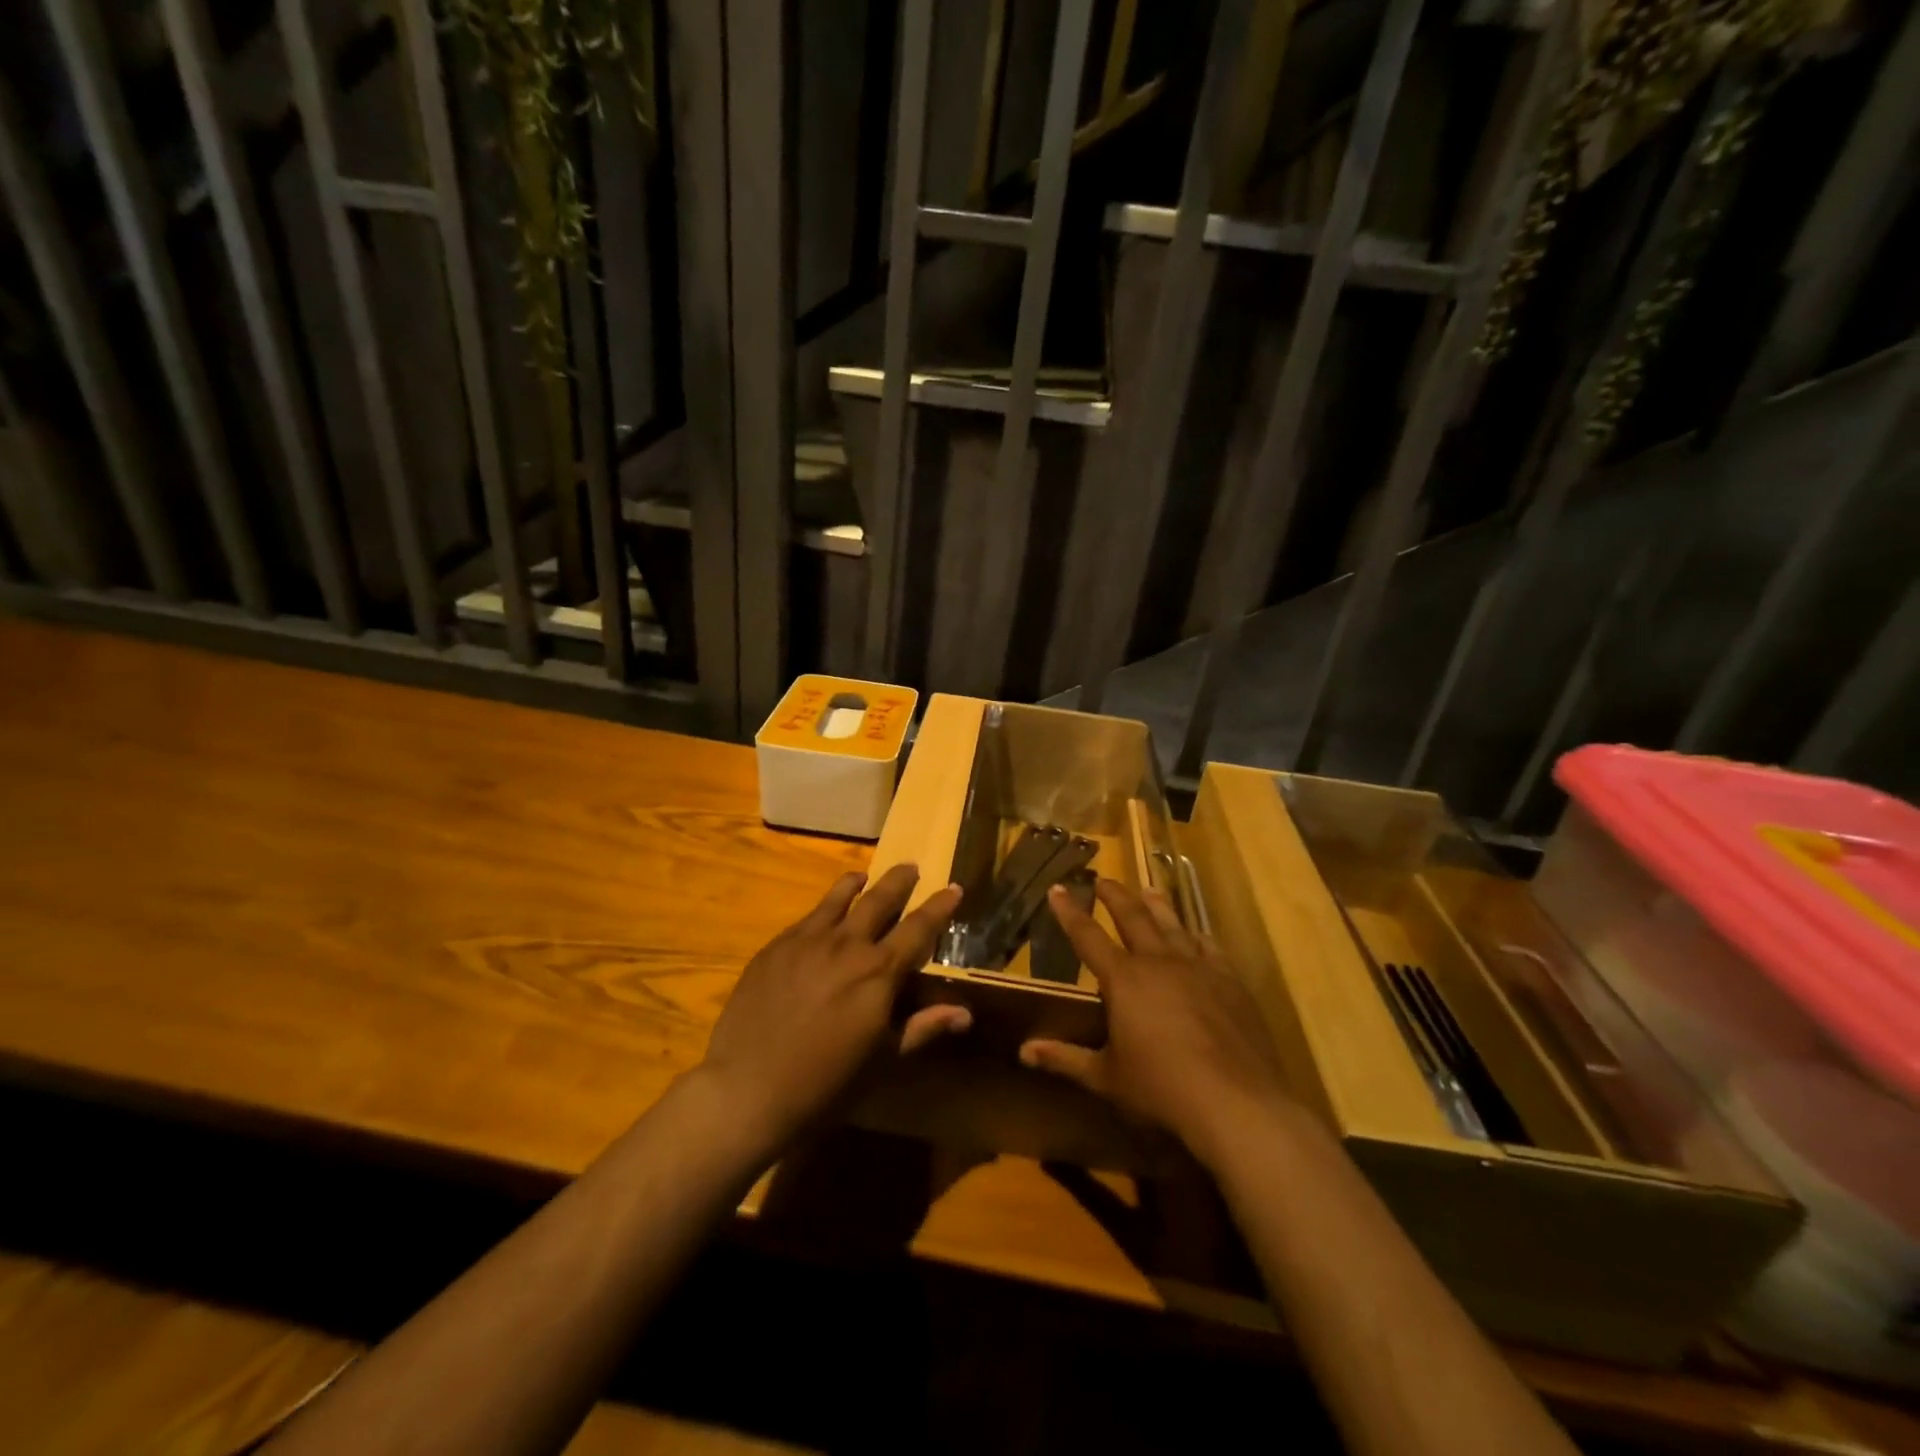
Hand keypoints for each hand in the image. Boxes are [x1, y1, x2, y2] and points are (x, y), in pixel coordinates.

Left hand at [697, 865, 966, 1154]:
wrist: (748, 1089)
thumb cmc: (825, 1083)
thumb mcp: (883, 1059)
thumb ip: (923, 1027)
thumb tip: (965, 1013)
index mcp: (879, 972)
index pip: (919, 928)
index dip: (939, 907)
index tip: (954, 888)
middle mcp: (846, 944)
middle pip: (879, 900)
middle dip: (900, 881)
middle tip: (911, 866)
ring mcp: (806, 941)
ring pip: (838, 898)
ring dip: (856, 883)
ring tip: (863, 876)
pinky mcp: (775, 947)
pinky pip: (807, 918)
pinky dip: (824, 908)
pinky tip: (822, 914)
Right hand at [1019, 878, 1292, 1165]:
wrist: (1234, 1102)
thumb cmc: (1160, 1089)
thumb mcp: (1106, 1077)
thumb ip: (1065, 1058)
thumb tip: (1024, 1051)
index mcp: (1123, 979)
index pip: (1087, 936)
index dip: (1069, 912)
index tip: (1057, 888)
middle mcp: (1158, 962)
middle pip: (1132, 917)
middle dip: (1115, 896)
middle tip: (1103, 879)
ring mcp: (1197, 968)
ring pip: (1172, 924)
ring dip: (1156, 904)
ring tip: (1147, 889)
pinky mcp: (1229, 981)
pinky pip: (1209, 947)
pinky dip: (1197, 936)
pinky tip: (1196, 933)